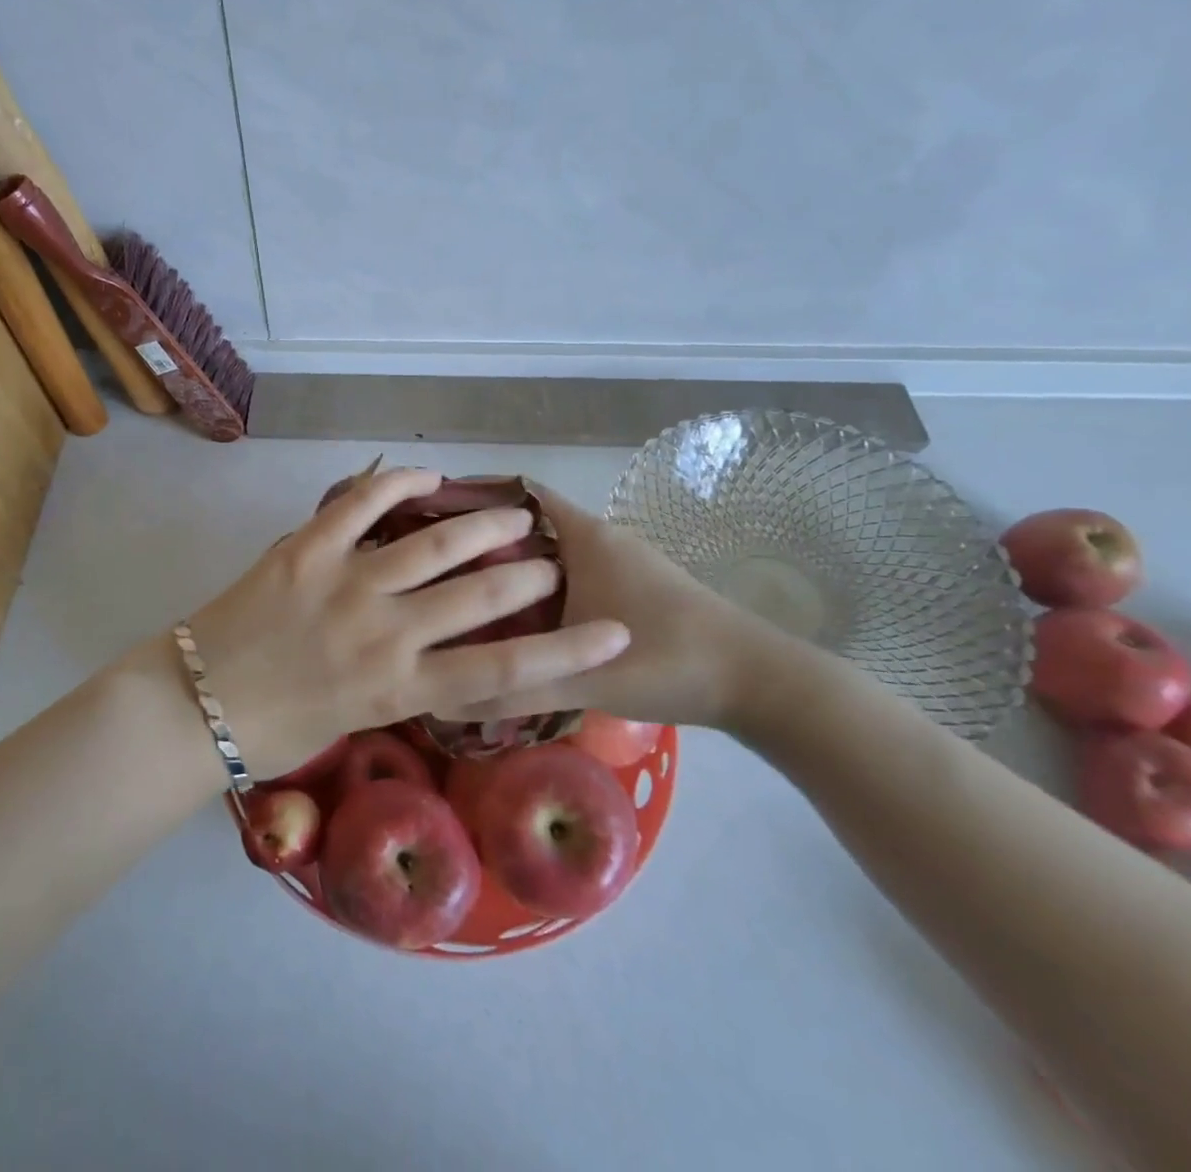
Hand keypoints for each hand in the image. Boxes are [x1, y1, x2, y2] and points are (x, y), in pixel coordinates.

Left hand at [160, 468, 630, 779]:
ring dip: (480, 525)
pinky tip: (428, 475)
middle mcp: (386, 634)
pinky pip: (359, 506)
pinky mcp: (305, 550)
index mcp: (400, 689)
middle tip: (551, 560)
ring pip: (431, 546)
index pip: (503, 672)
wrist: (195, 707)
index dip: (568, 653)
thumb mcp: (355, 720)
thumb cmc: (274, 732)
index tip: (616, 633)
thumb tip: (430, 648)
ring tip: (513, 513)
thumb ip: (400, 681)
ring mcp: (345, 585)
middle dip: (526, 573)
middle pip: (479, 595)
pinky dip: (397, 485)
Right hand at [440, 485, 785, 730]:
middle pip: (529, 523)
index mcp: (586, 537)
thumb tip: (443, 696)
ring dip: (513, 566)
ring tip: (462, 592)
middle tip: (433, 565)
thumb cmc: (668, 661)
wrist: (761, 683)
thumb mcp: (581, 677)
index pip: (519, 493)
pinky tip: (519, 621)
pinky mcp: (633, 587)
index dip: (476, 497)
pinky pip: (571, 573)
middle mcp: (601, 538)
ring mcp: (621, 562)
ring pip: (551, 552)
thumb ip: (513, 687)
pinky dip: (540, 587)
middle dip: (483, 538)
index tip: (429, 517)